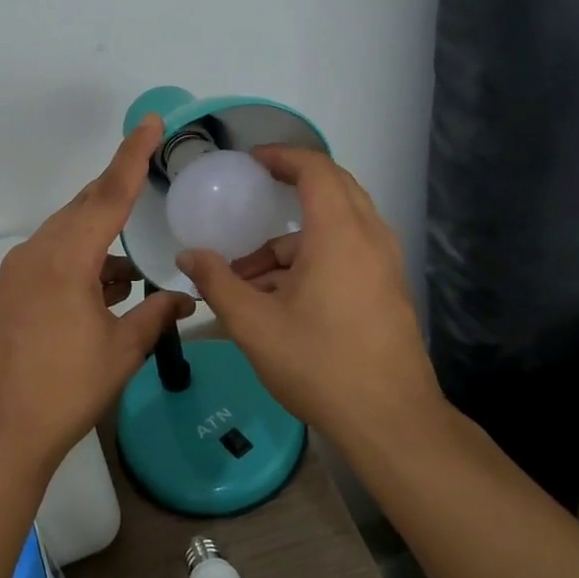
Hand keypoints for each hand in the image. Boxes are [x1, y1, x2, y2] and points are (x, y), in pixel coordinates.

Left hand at [0, 116, 195, 473]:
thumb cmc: (65, 390)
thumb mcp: (120, 351)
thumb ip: (156, 316)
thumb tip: (186, 299)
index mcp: (66, 259)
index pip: (108, 195)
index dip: (133, 156)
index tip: (150, 123)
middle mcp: (36, 254)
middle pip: (83, 208)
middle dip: (116, 193)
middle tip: (146, 178)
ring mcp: (17, 273)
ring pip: (66, 235)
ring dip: (100, 240)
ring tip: (131, 271)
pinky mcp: (8, 293)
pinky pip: (51, 259)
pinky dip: (80, 263)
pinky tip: (104, 290)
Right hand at [175, 147, 444, 445]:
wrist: (390, 421)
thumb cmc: (319, 364)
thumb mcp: (254, 324)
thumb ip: (217, 283)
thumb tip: (187, 256)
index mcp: (339, 234)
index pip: (316, 169)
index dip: (283, 156)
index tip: (252, 161)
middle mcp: (369, 239)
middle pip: (334, 189)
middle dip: (291, 187)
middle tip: (254, 194)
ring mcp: (384, 265)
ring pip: (338, 227)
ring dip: (292, 239)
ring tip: (247, 276)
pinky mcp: (387, 290)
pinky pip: (347, 253)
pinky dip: (312, 259)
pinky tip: (277, 298)